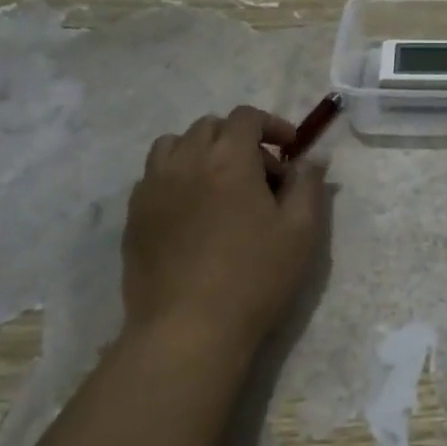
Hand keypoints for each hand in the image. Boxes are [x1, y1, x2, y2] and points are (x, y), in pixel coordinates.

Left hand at [122, 106, 327, 354]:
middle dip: (239, 139)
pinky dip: (175, 177)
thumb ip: (308, 184)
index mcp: (229, 159)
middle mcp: (186, 161)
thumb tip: (312, 158)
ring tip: (219, 184)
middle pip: (210, 126)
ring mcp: (153, 187)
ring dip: (201, 152)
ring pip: (174, 145)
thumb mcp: (301, 231)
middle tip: (260, 175)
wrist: (188, 329)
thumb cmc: (254, 277)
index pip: (246, 117)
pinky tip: (191, 211)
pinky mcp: (134, 215)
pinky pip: (153, 176)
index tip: (289, 150)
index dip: (272, 125)